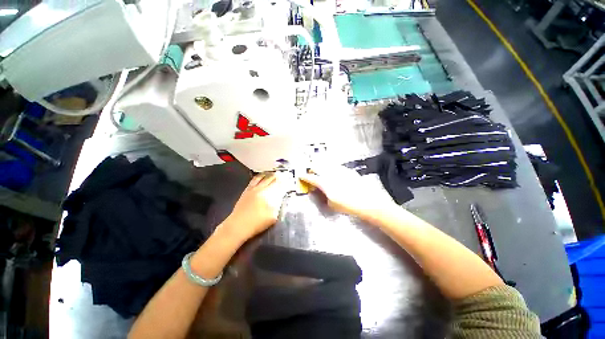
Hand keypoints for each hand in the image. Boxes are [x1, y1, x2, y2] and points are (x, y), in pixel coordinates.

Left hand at [221, 172, 287, 242]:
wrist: (238, 225)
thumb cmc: (257, 223)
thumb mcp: (272, 217)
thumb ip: (277, 206)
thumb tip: (280, 198)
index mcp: (269, 196)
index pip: (279, 186)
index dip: (284, 182)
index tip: (288, 180)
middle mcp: (262, 189)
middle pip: (272, 180)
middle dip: (278, 177)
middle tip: (283, 175)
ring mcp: (254, 189)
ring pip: (263, 178)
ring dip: (270, 175)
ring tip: (274, 173)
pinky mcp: (247, 190)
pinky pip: (254, 180)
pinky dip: (260, 176)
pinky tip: (262, 175)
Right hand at [300, 165, 395, 219]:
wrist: (367, 201)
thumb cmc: (347, 205)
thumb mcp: (331, 204)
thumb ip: (323, 196)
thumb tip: (320, 191)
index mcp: (324, 183)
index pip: (311, 178)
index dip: (304, 177)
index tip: (300, 176)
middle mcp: (330, 174)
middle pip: (317, 166)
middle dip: (311, 168)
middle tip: (309, 171)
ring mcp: (339, 170)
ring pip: (326, 164)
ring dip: (320, 164)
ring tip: (318, 166)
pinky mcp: (347, 170)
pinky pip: (335, 165)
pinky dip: (330, 166)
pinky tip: (331, 168)